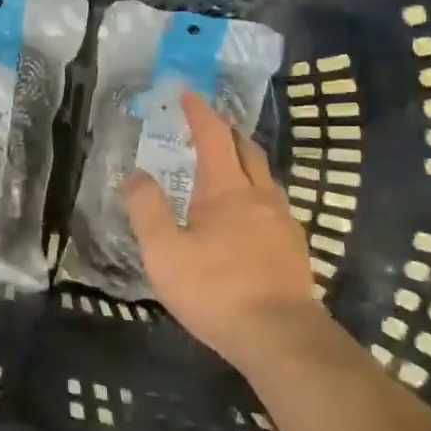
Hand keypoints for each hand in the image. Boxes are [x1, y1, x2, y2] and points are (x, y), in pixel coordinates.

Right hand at [125, 93, 321, 370]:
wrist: (280, 337)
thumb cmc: (216, 290)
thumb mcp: (164, 252)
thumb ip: (146, 209)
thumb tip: (135, 174)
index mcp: (227, 189)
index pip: (214, 136)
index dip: (200, 113)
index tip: (189, 94)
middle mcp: (261, 195)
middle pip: (247, 150)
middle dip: (227, 132)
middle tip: (209, 125)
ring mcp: (284, 221)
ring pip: (264, 177)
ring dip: (244, 162)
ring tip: (226, 167)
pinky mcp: (295, 246)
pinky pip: (274, 203)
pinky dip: (256, 192)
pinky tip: (247, 215)